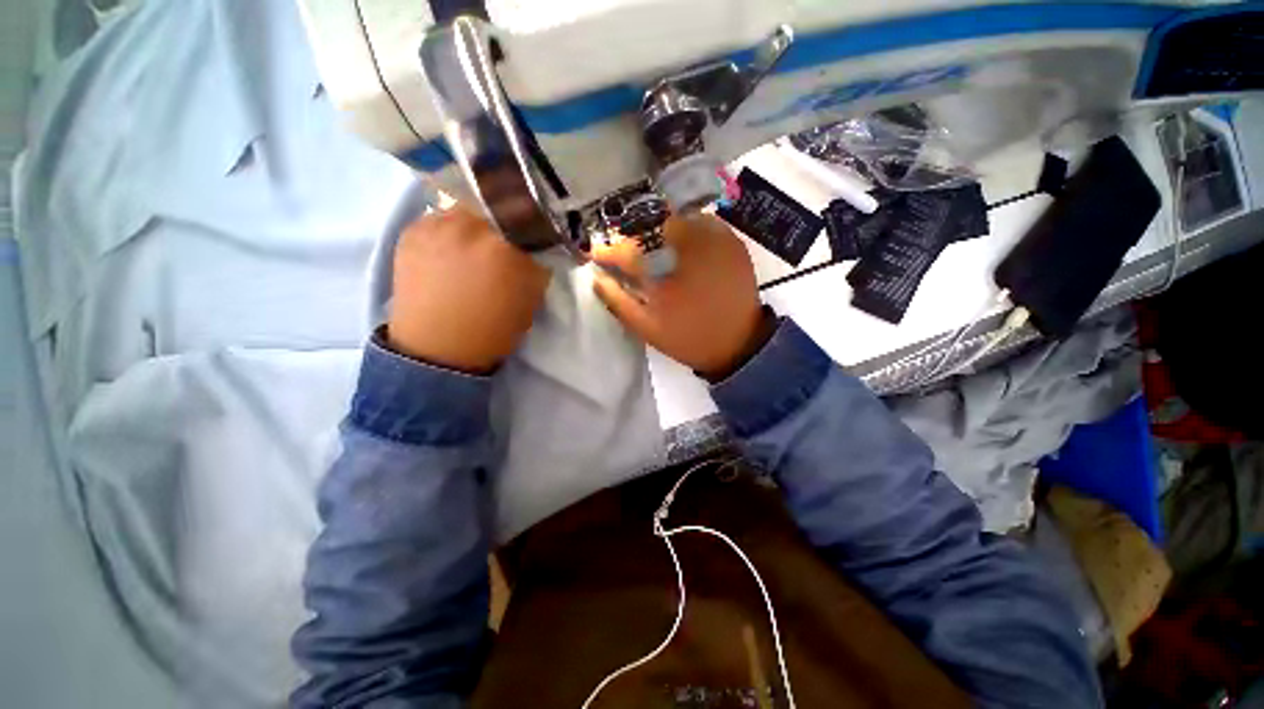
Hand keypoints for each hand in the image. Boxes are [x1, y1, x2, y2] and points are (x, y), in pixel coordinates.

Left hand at [387, 206, 549, 372]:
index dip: (535, 222)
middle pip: (498, 204)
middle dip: (506, 220)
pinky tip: (450, 253)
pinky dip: (451, 231)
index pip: (530, 214)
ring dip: (477, 223)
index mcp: (505, 245)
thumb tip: (538, 243)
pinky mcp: (411, 230)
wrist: (439, 348)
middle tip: (505, 241)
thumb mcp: (532, 297)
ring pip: (467, 208)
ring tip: (474, 248)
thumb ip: (538, 263)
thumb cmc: (495, 328)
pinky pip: (440, 218)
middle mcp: (469, 224)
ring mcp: (436, 224)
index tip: (535, 233)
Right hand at [592, 214, 770, 379]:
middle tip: (631, 254)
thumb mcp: (647, 328)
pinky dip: (690, 232)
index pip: (630, 251)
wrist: (740, 345)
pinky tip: (686, 251)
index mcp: (668, 270)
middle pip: (654, 227)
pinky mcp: (734, 244)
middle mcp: (693, 246)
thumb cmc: (689, 338)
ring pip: (681, 221)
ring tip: (657, 251)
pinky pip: (706, 225)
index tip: (598, 254)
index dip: (611, 251)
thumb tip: (596, 278)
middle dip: (638, 238)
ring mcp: (718, 241)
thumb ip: (618, 301)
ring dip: (664, 233)